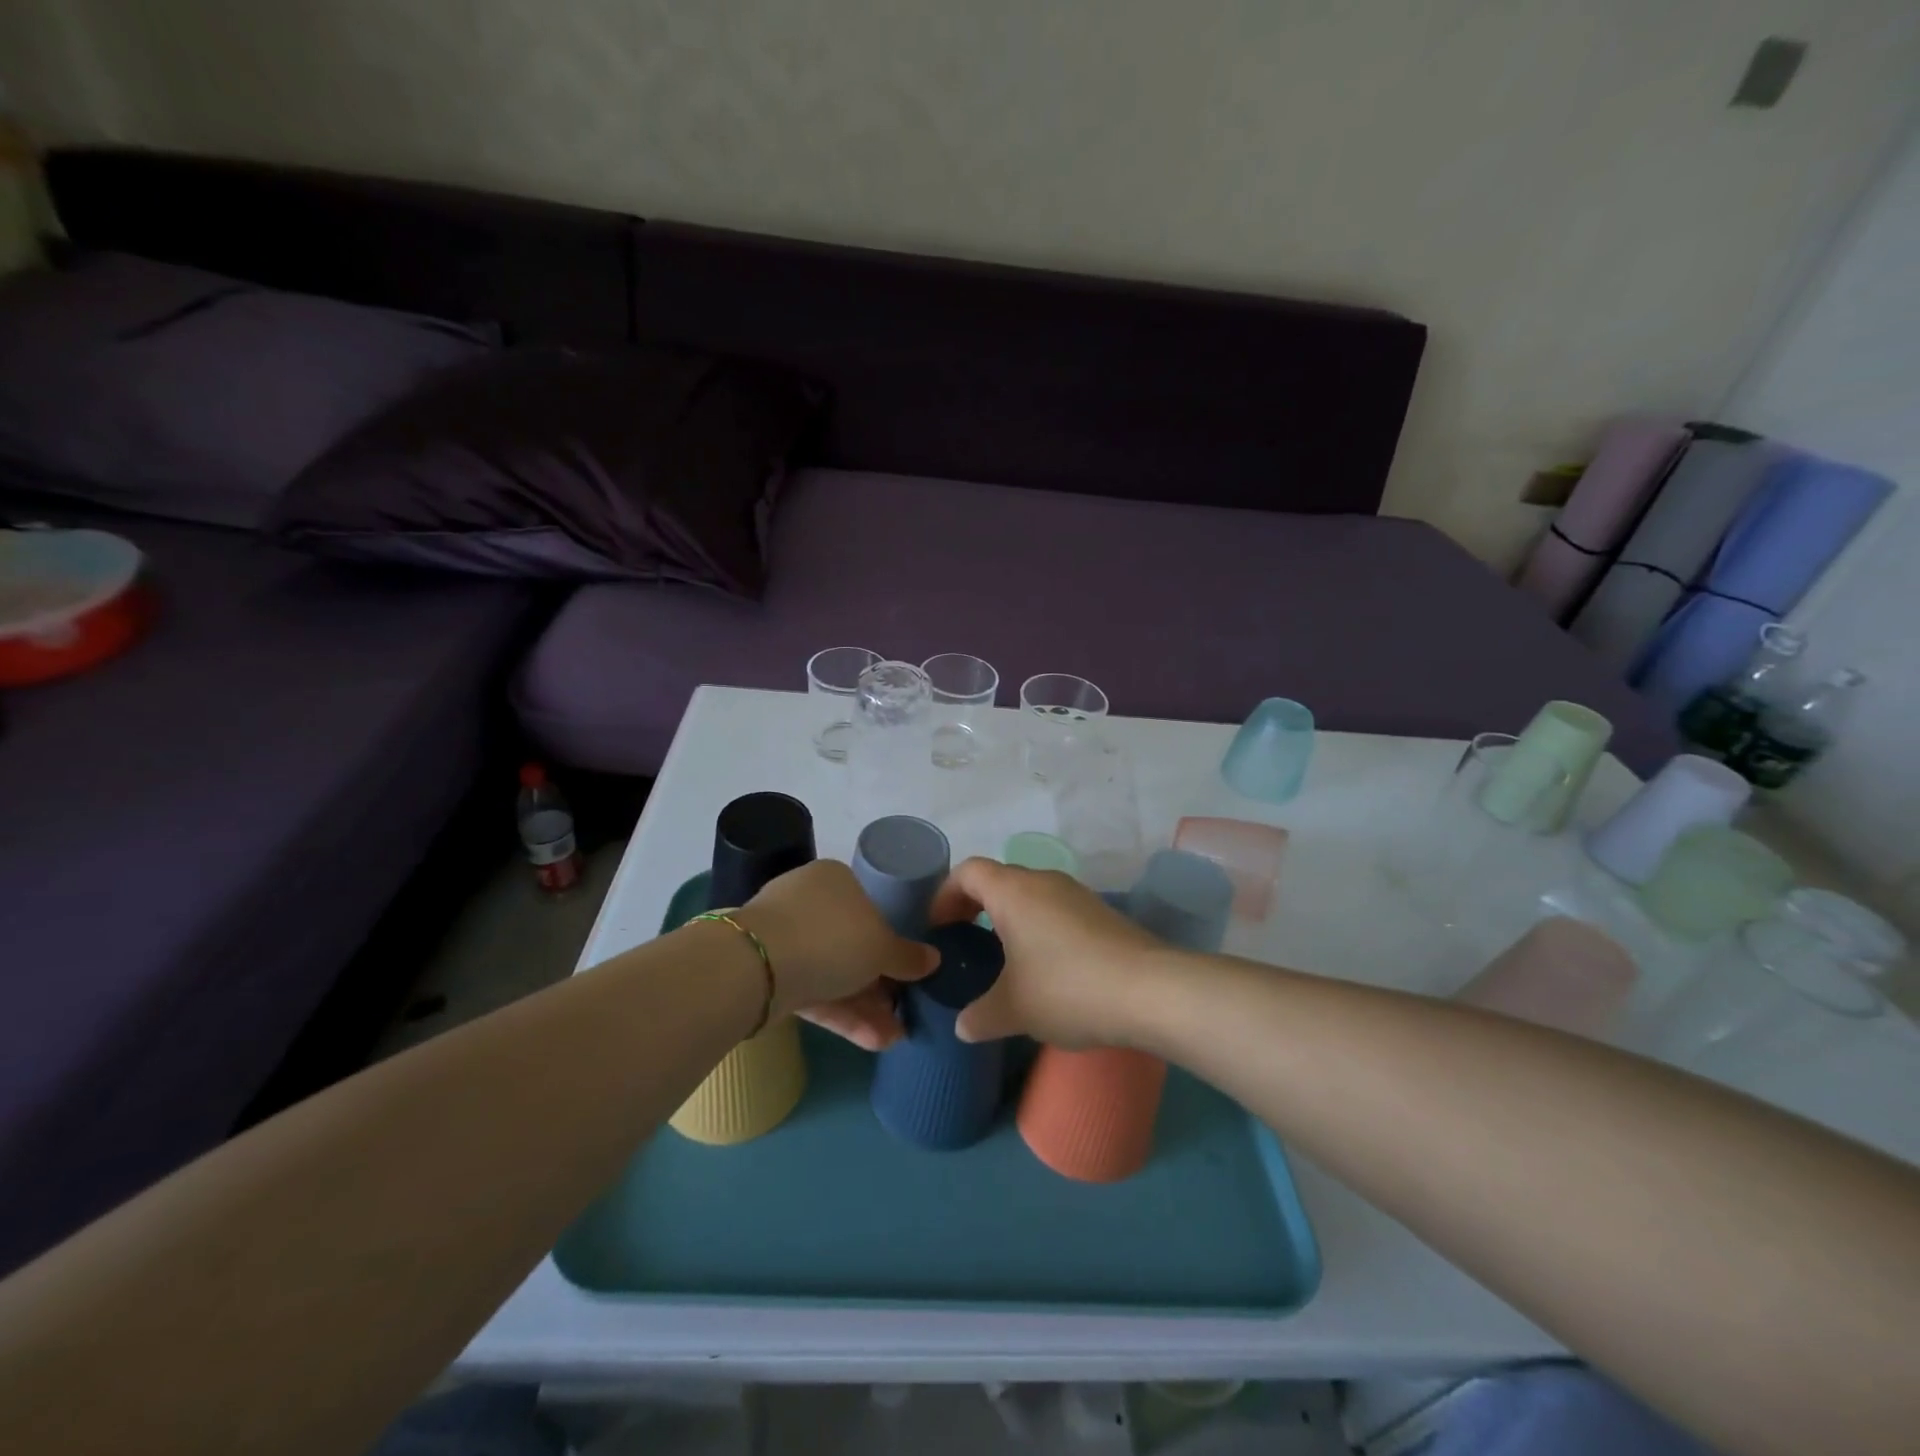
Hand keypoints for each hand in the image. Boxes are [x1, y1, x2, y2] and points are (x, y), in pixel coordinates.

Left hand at [737, 860, 936, 1050]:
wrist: (757, 967)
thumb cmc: (831, 937)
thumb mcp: (882, 946)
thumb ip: (907, 956)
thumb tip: (932, 959)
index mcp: (835, 879)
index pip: (870, 906)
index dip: (892, 939)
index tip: (910, 969)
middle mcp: (809, 902)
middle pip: (852, 943)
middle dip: (881, 982)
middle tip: (906, 1009)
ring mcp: (786, 940)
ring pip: (834, 973)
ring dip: (866, 1007)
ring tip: (897, 1037)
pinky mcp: (771, 977)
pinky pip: (815, 993)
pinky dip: (842, 1015)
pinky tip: (874, 1042)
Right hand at [927, 858, 1167, 1047]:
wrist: (1151, 991)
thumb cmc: (1067, 989)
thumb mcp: (1014, 1009)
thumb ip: (980, 1016)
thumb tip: (963, 1026)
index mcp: (1013, 891)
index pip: (968, 871)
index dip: (945, 894)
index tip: (938, 928)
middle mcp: (1043, 881)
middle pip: (998, 879)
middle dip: (975, 906)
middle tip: (964, 942)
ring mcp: (1077, 894)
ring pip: (1030, 895)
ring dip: (1010, 918)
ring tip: (1004, 960)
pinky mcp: (1101, 913)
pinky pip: (1056, 910)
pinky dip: (1039, 929)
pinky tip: (1046, 969)